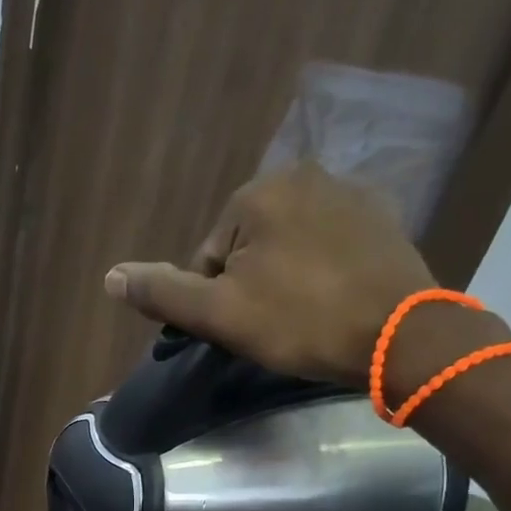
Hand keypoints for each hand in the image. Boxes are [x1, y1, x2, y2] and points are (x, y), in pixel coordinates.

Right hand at [104, 162, 501, 388]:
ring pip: (289, 246)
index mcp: (258, 194)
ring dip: (285, 279)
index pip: (209, 258)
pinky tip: (334, 302)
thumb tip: (110, 277)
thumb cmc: (300, 321)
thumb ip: (162, 293)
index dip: (215, 301)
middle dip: (250, 286)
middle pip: (248, 247)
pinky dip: (322, 271)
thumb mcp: (219, 314)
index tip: (241, 329)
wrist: (400, 335)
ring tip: (304, 318)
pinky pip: (329, 246)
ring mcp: (350, 192)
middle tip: (272, 328)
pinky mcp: (383, 217)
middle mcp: (304, 176)